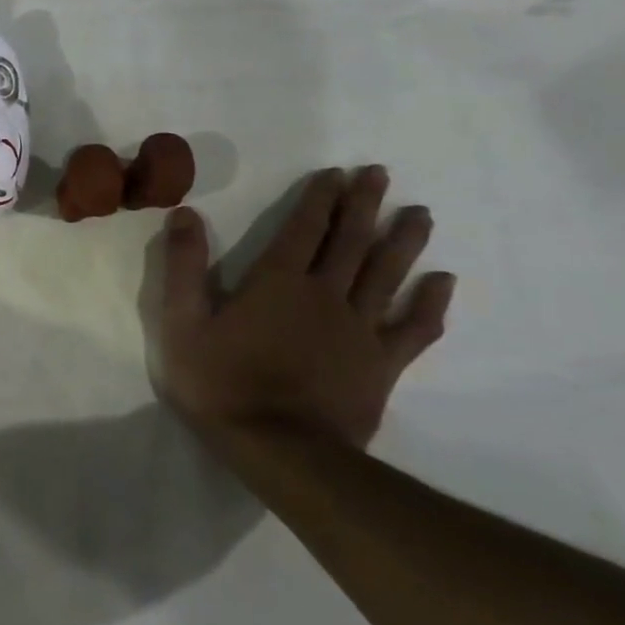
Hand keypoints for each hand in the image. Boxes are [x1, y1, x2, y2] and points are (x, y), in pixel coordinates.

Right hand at [150, 166, 453, 447]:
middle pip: (351, 242)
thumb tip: (185, 213)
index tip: (336, 172)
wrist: (280, 451)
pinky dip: (429, 303)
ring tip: (420, 214)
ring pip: (387, 275)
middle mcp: (325, 295)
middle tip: (380, 174)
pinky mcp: (381, 365)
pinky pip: (413, 328)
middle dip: (364, 205)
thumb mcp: (181, 322)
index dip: (320, 198)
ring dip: (403, 241)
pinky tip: (442, 282)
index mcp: (277, 282)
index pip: (303, 228)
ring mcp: (359, 330)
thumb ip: (183, 266)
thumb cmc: (221, 382)